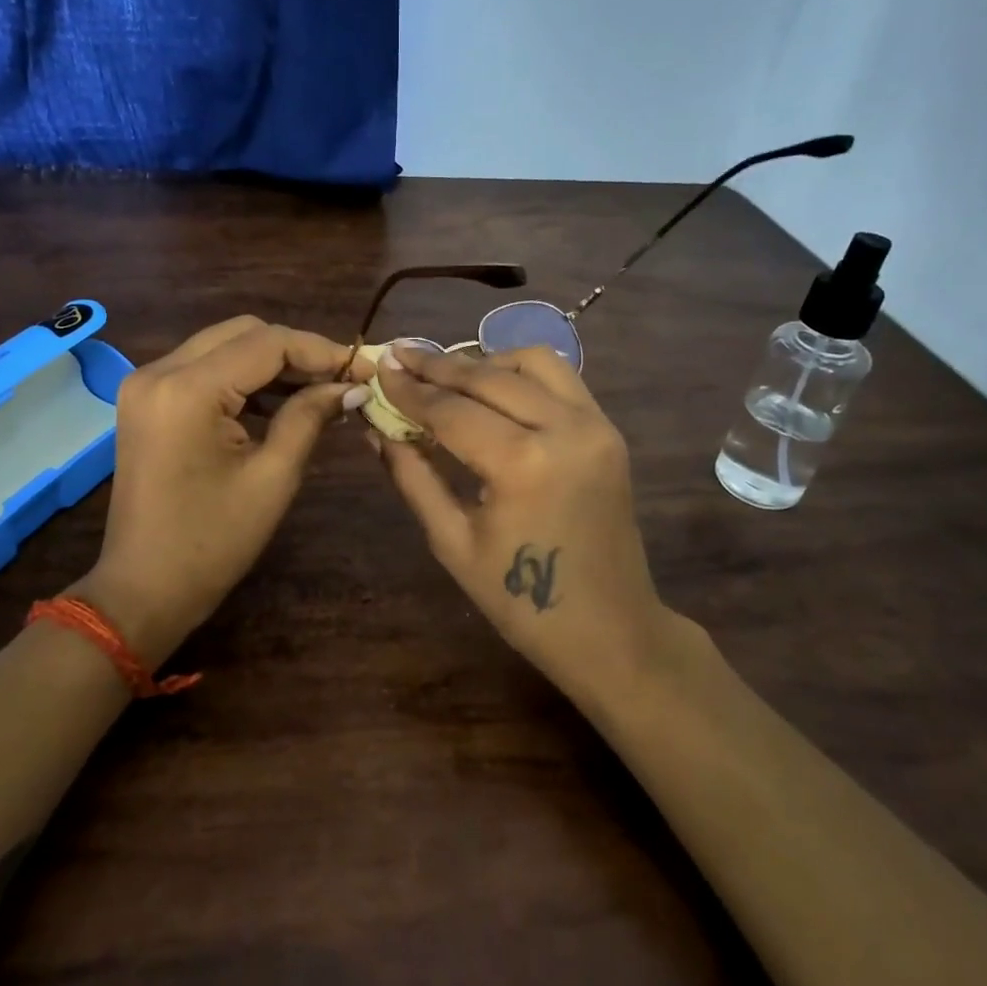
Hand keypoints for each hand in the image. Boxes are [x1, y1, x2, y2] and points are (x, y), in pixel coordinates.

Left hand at [70, 316, 372, 659]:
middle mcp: (159, 371)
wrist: (143, 590)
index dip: (321, 351)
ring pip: (223, 346)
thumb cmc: (212, 543)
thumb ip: (309, 418)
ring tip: (319, 390)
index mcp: (187, 390)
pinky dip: (243, 378)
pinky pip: (204, 369)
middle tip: (342, 380)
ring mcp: (146, 384)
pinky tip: (279, 401)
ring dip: (271, 362)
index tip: (364, 370)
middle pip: (243, 333)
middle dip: (297, 351)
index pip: (267, 343)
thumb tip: (351, 386)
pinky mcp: (147, 401)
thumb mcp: (272, 478)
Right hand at [369, 343, 687, 705]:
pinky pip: (561, 379)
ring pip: (532, 362)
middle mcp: (563, 429)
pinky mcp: (608, 430)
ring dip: (485, 361)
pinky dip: (521, 373)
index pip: (451, 410)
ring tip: (448, 375)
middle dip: (438, 365)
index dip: (410, 389)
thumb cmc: (520, 603)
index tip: (379, 367)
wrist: (610, 630)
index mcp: (521, 464)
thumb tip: (376, 430)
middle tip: (400, 355)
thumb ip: (413, 478)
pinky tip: (493, 388)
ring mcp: (594, 425)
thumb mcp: (453, 542)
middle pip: (488, 376)